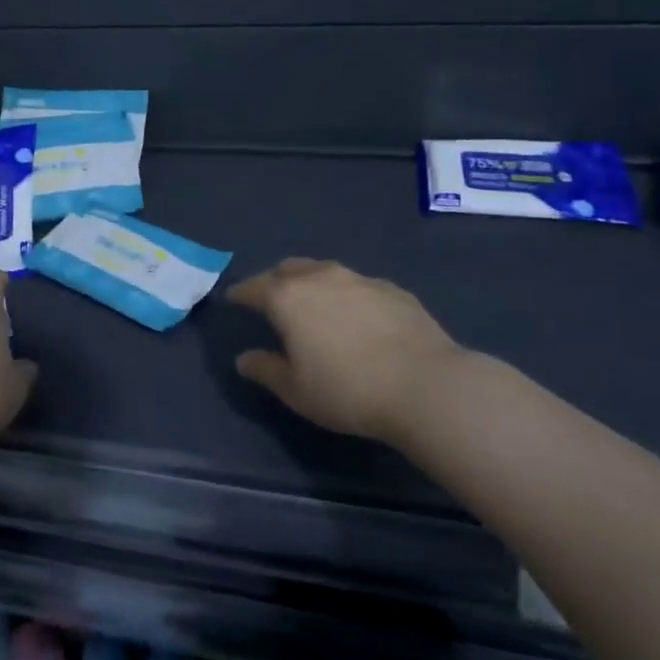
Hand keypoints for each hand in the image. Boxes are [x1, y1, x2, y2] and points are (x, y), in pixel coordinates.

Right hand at [228, 258, 467, 442]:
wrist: (425, 384)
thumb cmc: (348, 390)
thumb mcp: (296, 390)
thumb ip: (265, 369)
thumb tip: (244, 358)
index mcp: (288, 298)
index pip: (254, 288)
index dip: (241, 294)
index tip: (233, 299)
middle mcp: (320, 278)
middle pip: (288, 269)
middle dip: (275, 280)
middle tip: (271, 297)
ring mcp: (359, 279)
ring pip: (324, 271)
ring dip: (311, 282)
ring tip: (312, 302)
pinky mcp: (393, 289)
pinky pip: (357, 285)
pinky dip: (346, 294)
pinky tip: (355, 314)